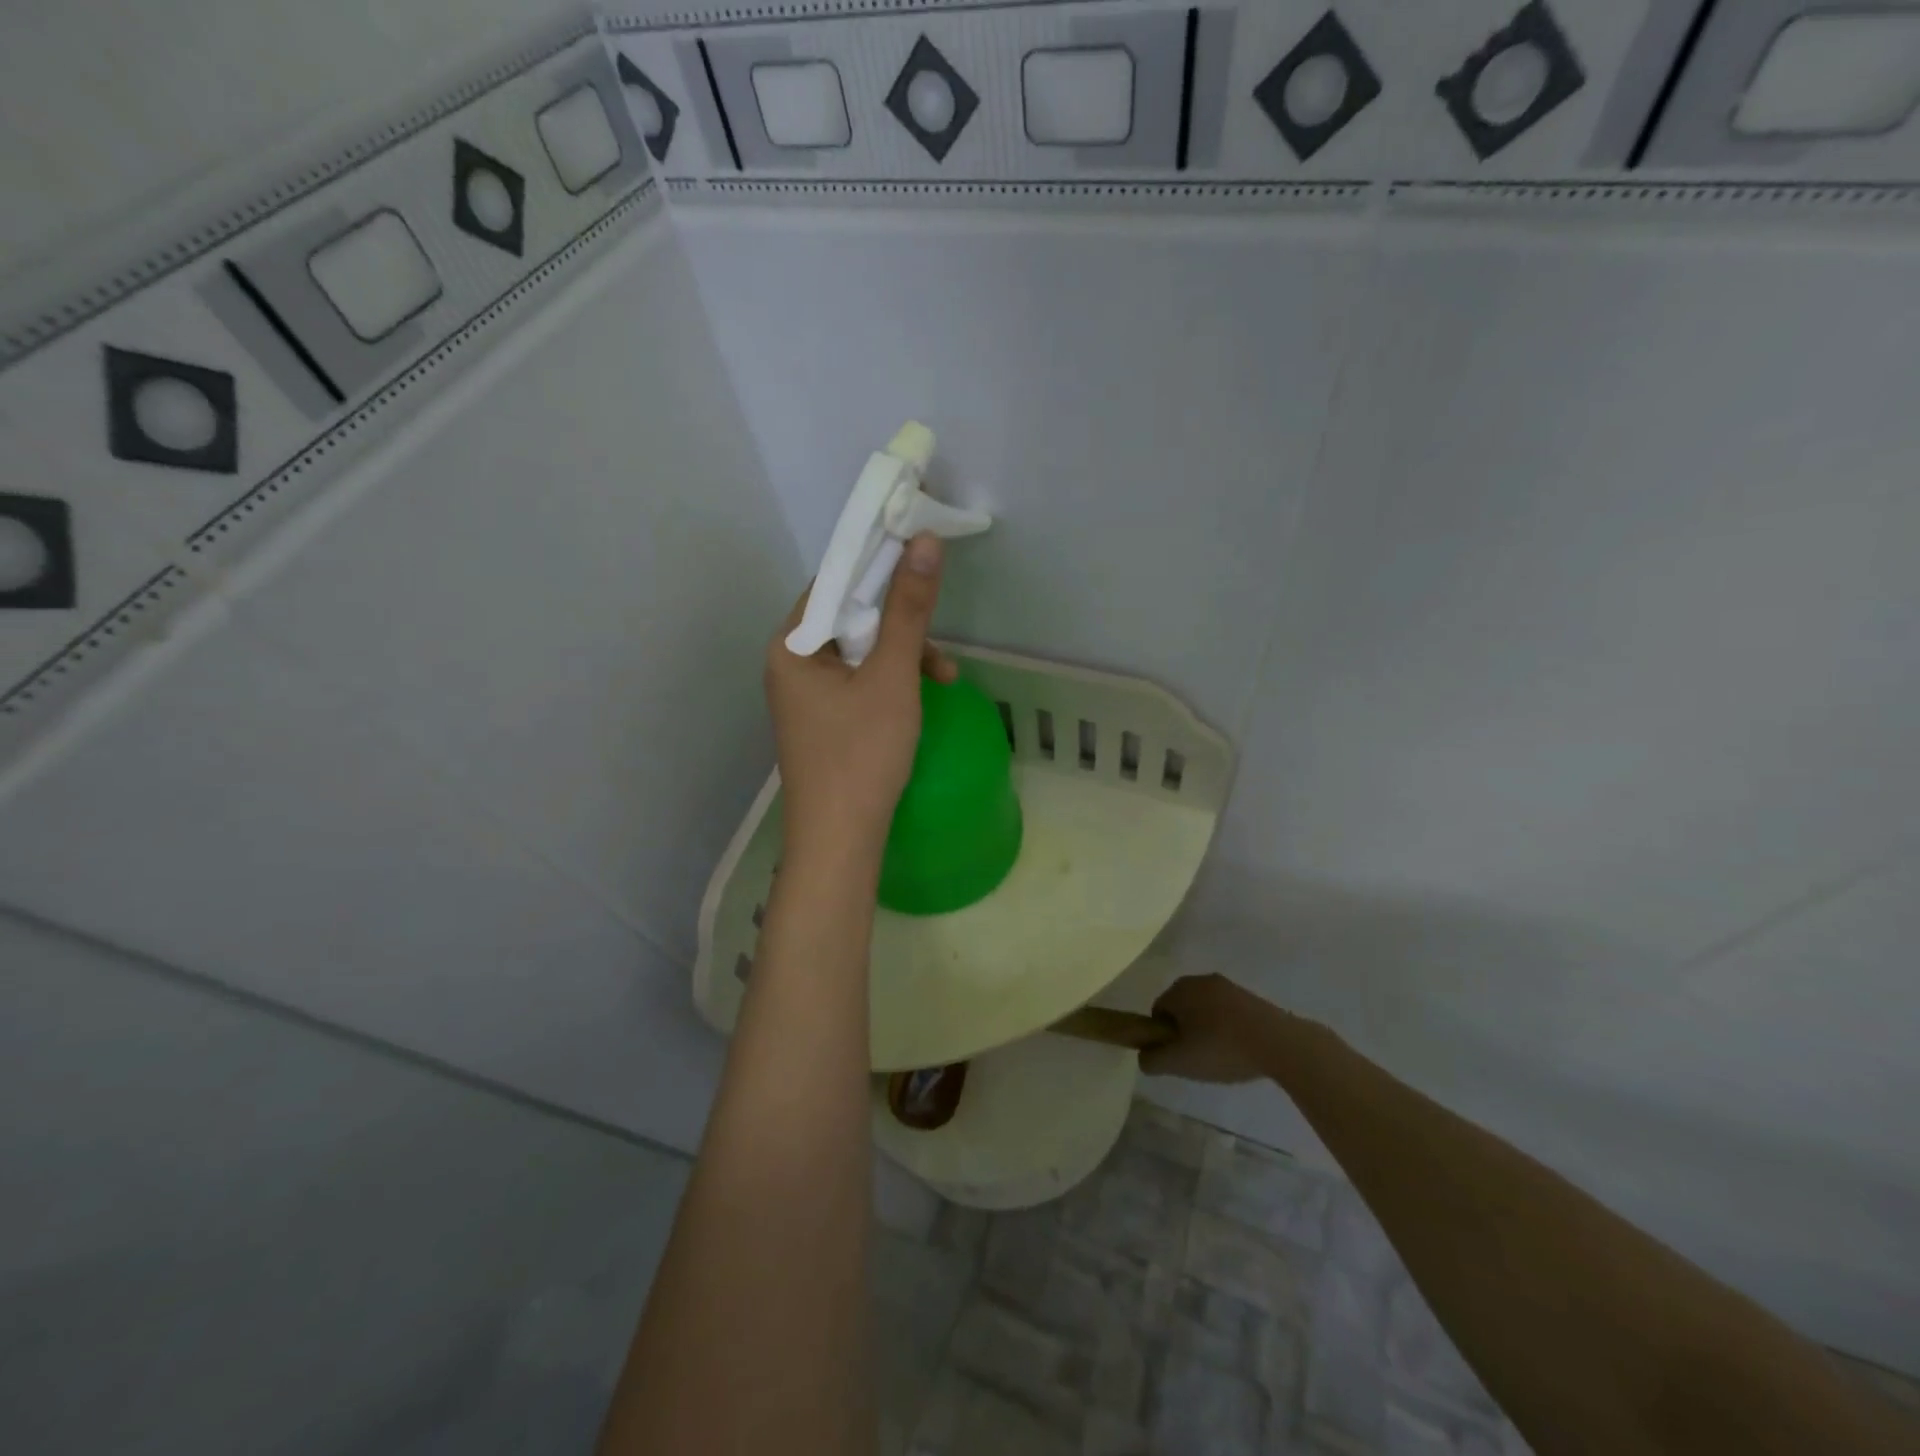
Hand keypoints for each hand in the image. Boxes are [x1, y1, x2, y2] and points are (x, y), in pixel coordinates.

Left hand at [766, 533, 957, 868]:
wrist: (840, 841)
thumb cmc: (861, 754)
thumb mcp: (891, 676)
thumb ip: (909, 610)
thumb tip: (925, 542)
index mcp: (791, 645)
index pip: (834, 581)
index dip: (878, 564)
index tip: (922, 556)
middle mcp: (790, 663)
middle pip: (848, 616)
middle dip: (900, 622)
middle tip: (939, 632)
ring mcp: (805, 694)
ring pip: (859, 651)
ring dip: (903, 655)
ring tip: (944, 679)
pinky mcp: (823, 719)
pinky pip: (858, 681)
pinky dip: (890, 682)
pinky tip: (922, 696)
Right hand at [1139, 974, 1280, 1083]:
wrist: (1277, 1043)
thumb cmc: (1220, 1048)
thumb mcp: (1178, 1062)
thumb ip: (1152, 1060)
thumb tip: (1144, 1056)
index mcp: (1178, 989)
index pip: (1157, 1012)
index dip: (1163, 1037)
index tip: (1178, 1057)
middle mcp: (1200, 980)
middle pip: (1182, 1008)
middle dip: (1185, 1032)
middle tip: (1197, 1059)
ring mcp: (1228, 986)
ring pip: (1206, 1010)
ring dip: (1208, 1030)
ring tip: (1222, 1057)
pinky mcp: (1251, 997)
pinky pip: (1228, 1012)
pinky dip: (1228, 1029)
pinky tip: (1240, 1050)